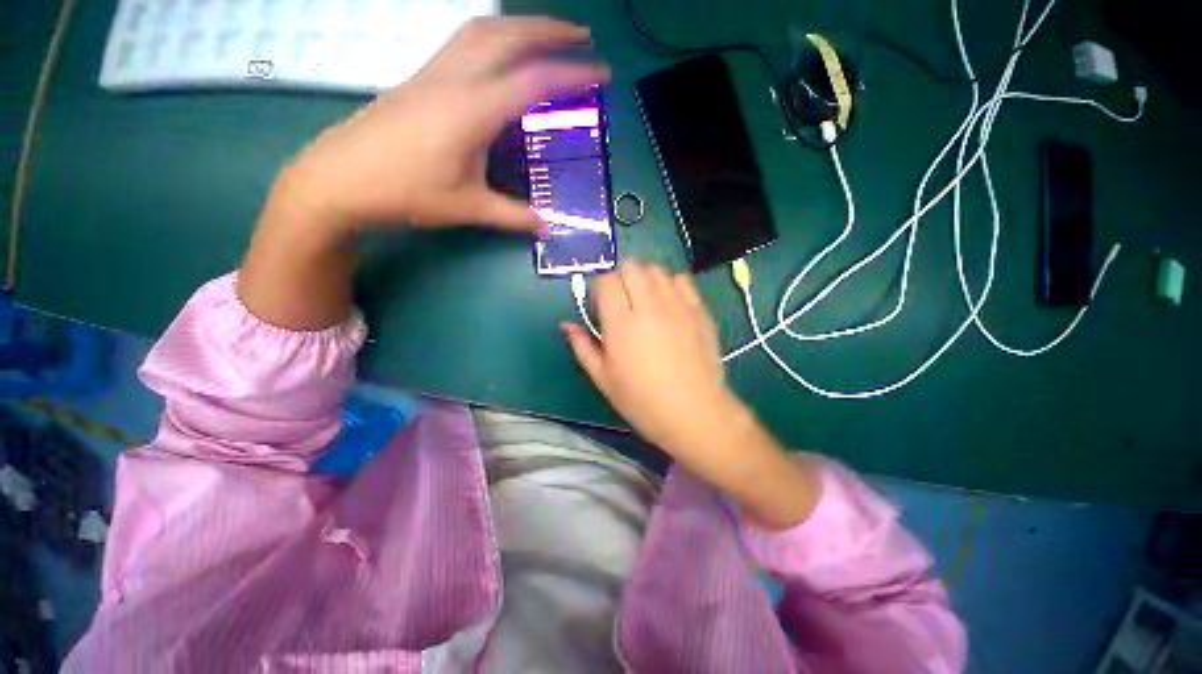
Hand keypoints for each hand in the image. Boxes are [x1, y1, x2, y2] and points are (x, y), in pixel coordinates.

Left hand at [240, 17, 607, 329]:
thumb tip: (549, 228)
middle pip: (508, 35)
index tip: (601, 73)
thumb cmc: (405, 194)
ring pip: (482, 29)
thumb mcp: (468, 209)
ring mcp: (433, 72)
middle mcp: (454, 79)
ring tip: (547, 35)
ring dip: (520, 25)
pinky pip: (463, 41)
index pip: (533, 81)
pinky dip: (493, 36)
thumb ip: (514, 217)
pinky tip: (502, 52)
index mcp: (472, 110)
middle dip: (550, 30)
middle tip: (583, 37)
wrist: (339, 179)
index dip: (572, 74)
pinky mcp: (420, 77)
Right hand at [562, 261, 821, 529]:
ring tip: (645, 302)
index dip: (600, 289)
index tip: (601, 307)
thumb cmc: (642, 401)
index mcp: (622, 324)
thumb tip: (566, 325)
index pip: (606, 281)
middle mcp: (649, 306)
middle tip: (622, 303)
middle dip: (620, 278)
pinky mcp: (698, 310)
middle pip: (630, 267)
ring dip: (644, 279)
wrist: (694, 412)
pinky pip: (681, 280)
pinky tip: (668, 304)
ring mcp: (678, 305)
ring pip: (656, 270)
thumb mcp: (603, 379)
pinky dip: (670, 284)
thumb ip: (582, 347)